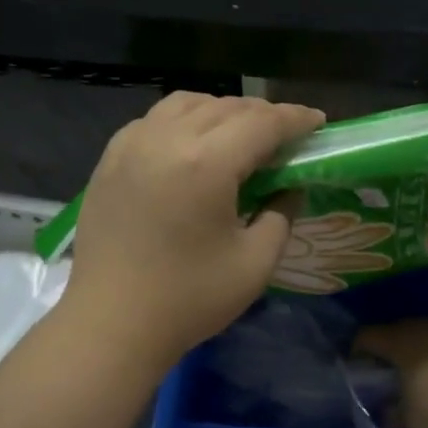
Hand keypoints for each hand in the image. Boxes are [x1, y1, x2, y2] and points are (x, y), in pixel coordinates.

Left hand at [62, 92, 325, 364]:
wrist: (111, 323)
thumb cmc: (188, 299)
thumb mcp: (255, 263)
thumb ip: (281, 214)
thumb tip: (289, 186)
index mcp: (207, 163)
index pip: (262, 123)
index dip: (295, 118)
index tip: (318, 121)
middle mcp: (167, 139)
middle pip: (226, 107)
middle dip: (263, 114)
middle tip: (286, 135)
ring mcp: (131, 146)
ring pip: (186, 104)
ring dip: (221, 111)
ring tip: (240, 134)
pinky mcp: (109, 159)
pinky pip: (154, 120)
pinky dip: (183, 120)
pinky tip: (192, 144)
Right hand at [355, 318, 427, 427]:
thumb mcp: (411, 418)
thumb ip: (394, 411)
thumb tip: (386, 412)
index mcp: (401, 340)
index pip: (368, 336)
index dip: (358, 351)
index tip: (356, 368)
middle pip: (400, 332)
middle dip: (392, 351)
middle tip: (388, 374)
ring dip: (423, 354)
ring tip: (423, 377)